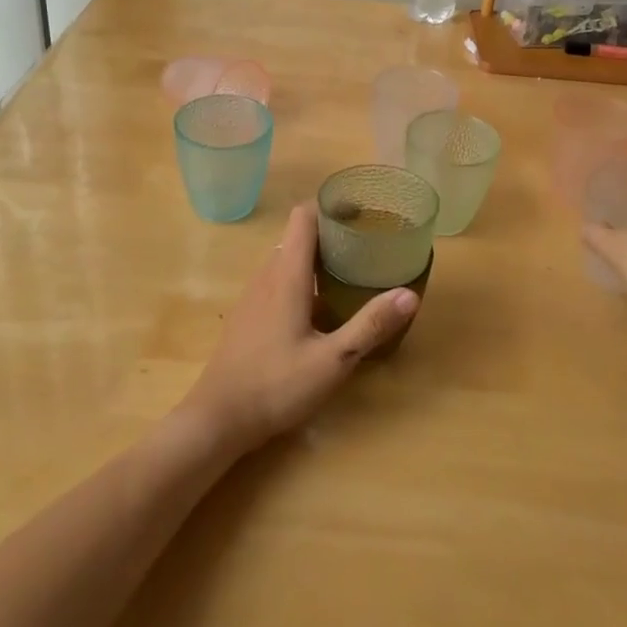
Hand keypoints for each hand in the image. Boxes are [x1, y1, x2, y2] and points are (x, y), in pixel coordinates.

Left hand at [179, 202, 417, 452]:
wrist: (216, 419)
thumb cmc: (275, 386)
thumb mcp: (332, 361)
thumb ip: (370, 326)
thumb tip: (409, 294)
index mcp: (287, 276)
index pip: (304, 217)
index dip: (330, 207)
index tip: (361, 214)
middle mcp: (267, 276)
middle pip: (298, 236)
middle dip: (331, 234)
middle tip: (367, 246)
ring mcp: (253, 296)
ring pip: (287, 259)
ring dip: (316, 258)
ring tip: (350, 272)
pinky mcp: (248, 315)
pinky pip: (277, 281)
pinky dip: (301, 279)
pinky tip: (320, 308)